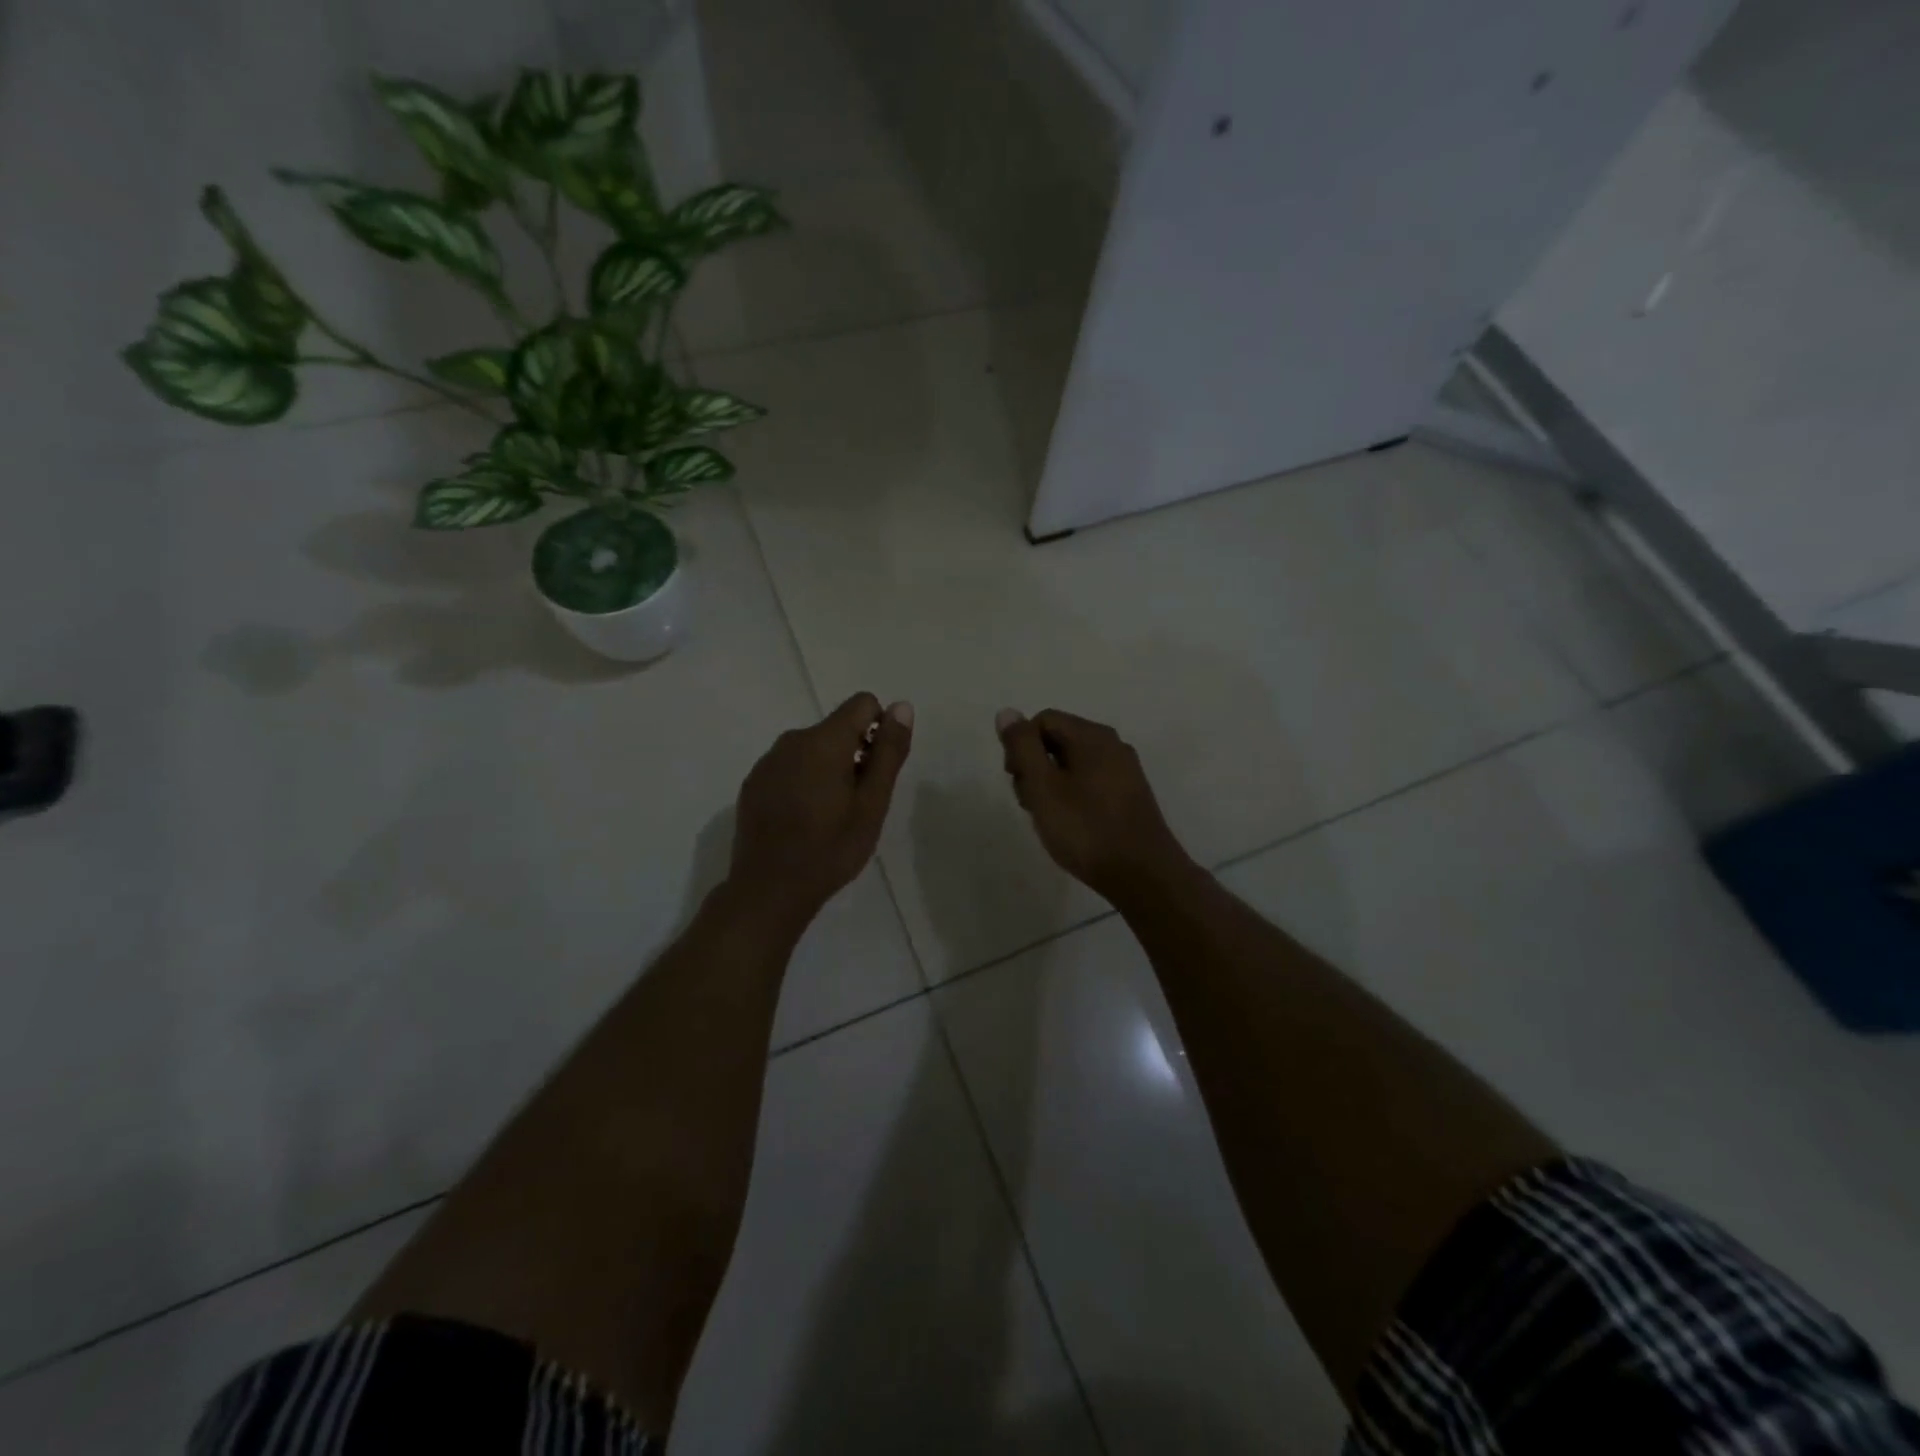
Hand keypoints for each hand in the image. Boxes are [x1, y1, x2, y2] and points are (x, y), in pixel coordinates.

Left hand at [730, 692, 913, 928]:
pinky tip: (803, 819)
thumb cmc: (830, 848)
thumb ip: (889, 751)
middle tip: (858, 803)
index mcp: (824, 741)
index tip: (877, 770)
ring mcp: (768, 761)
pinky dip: (803, 781)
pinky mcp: (753, 782)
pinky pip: (789, 766)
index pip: (862, 704)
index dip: (879, 729)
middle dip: (855, 753)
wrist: (769, 889)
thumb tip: (901, 707)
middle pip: (836, 728)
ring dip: (829, 769)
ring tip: (831, 815)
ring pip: (812, 749)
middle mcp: (792, 740)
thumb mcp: (872, 803)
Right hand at [995, 708, 1193, 903]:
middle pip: (1058, 740)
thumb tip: (1008, 712)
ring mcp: (1125, 770)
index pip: (1043, 720)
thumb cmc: (1086, 829)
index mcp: (1092, 736)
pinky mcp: (1130, 795)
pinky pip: (1091, 781)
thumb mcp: (1043, 787)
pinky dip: (1072, 796)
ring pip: (1073, 763)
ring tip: (1048, 819)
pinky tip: (1071, 825)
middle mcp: (1113, 745)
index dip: (1021, 747)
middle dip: (1035, 767)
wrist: (1143, 875)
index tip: (1017, 781)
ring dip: (1051, 785)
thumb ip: (1022, 747)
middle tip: (1030, 804)